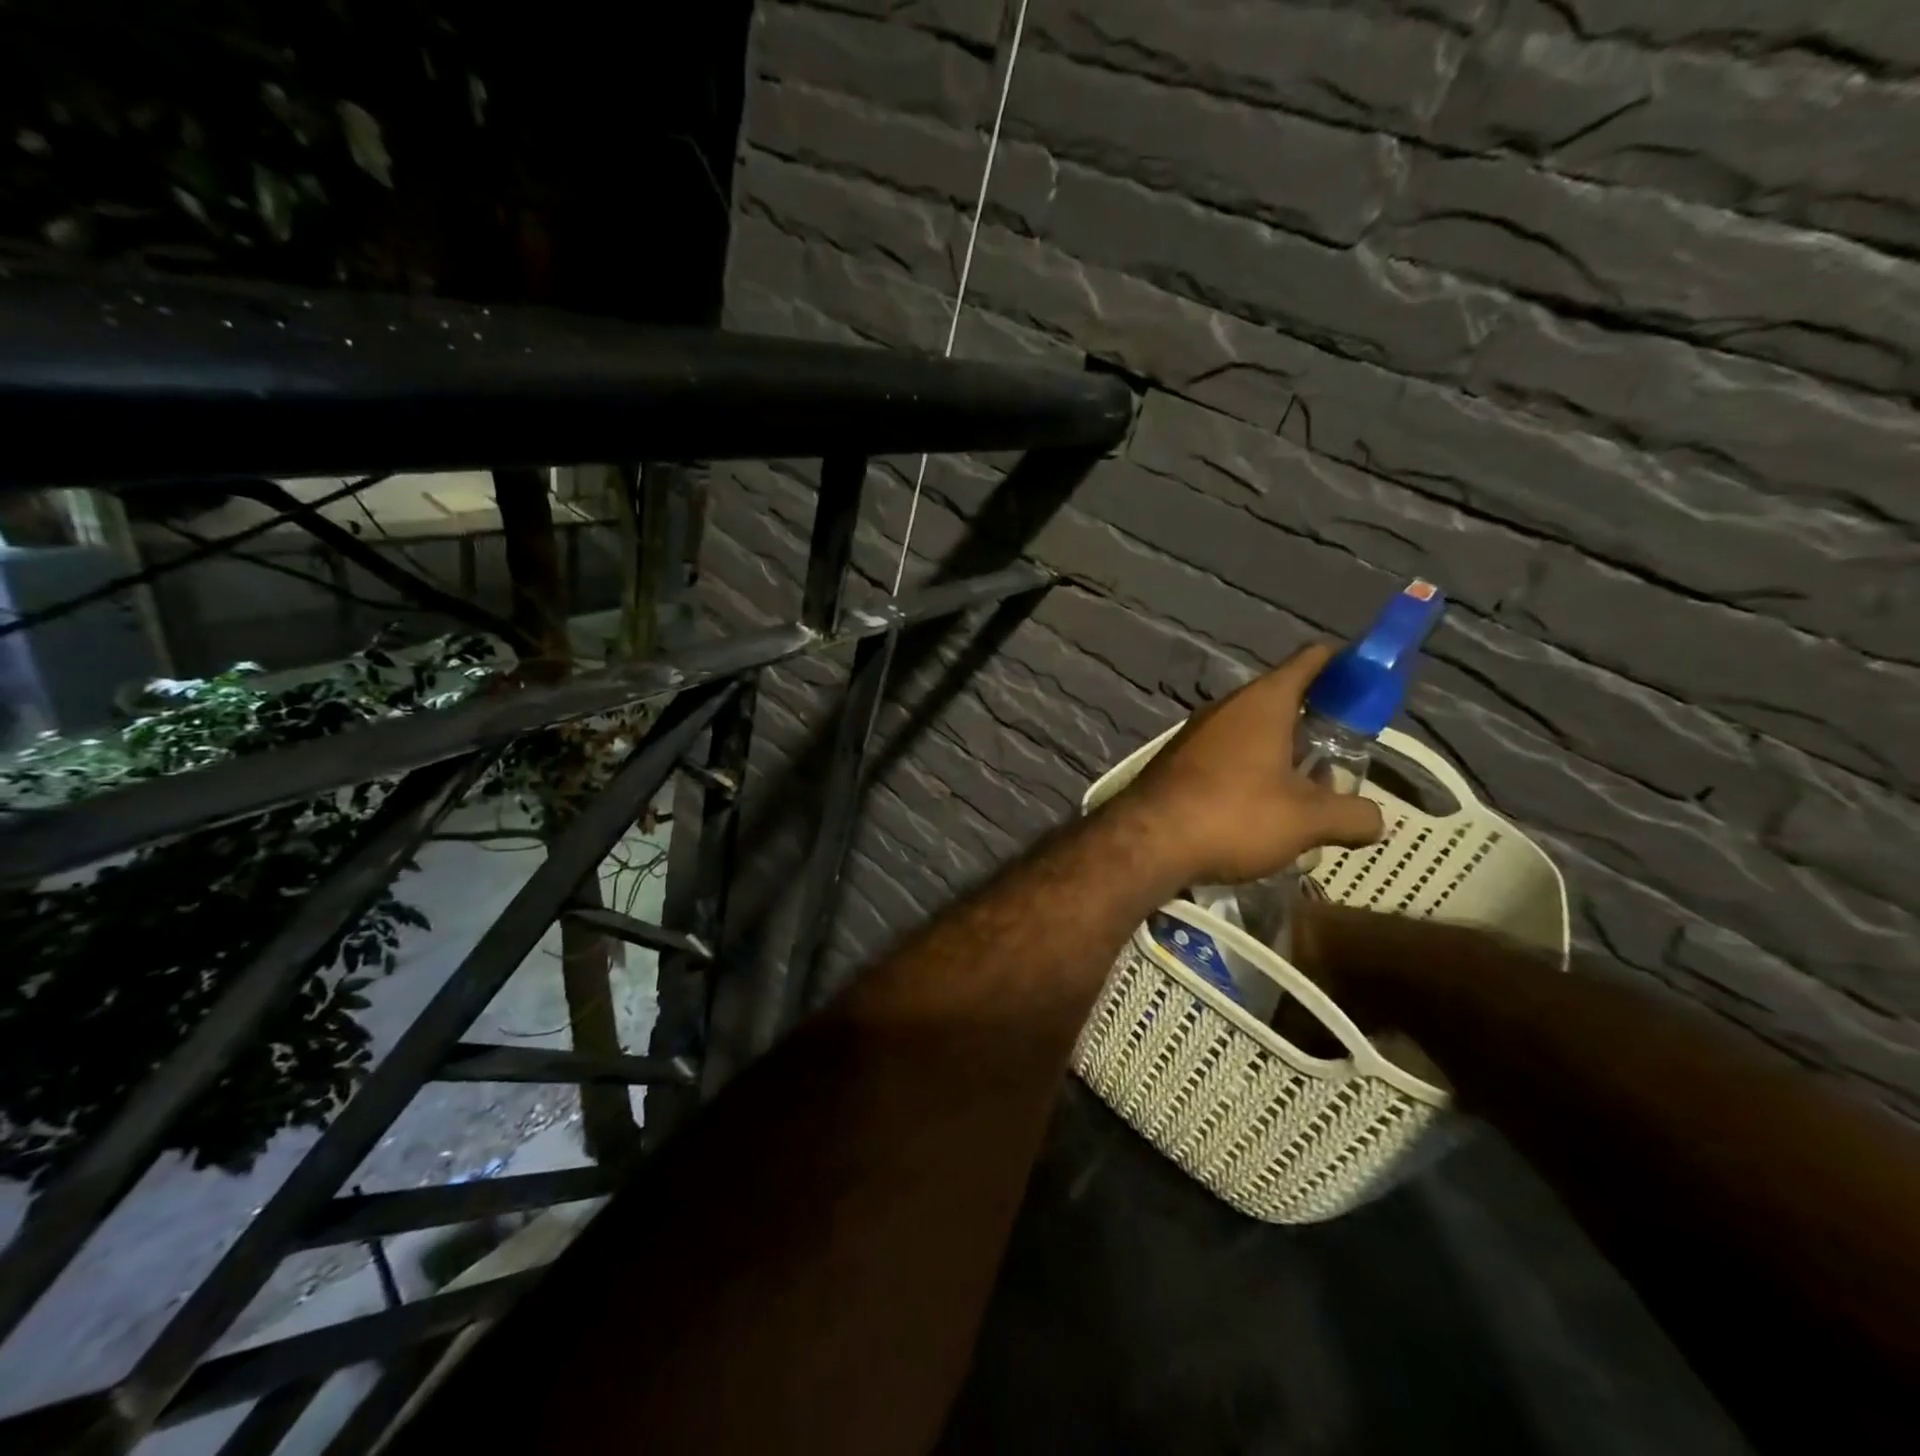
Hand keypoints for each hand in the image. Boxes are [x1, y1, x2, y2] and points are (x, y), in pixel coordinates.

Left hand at [1116, 645, 1383, 886]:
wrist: (1146, 842)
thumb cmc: (1233, 816)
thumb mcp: (1307, 820)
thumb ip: (1353, 815)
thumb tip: (1377, 819)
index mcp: (1263, 702)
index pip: (1312, 659)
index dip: (1346, 664)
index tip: (1370, 683)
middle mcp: (1227, 707)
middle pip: (1284, 699)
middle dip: (1318, 724)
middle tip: (1345, 756)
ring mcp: (1197, 734)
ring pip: (1254, 731)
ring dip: (1284, 753)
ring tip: (1310, 793)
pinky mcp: (1178, 761)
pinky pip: (1227, 755)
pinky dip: (1252, 771)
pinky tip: (1263, 809)